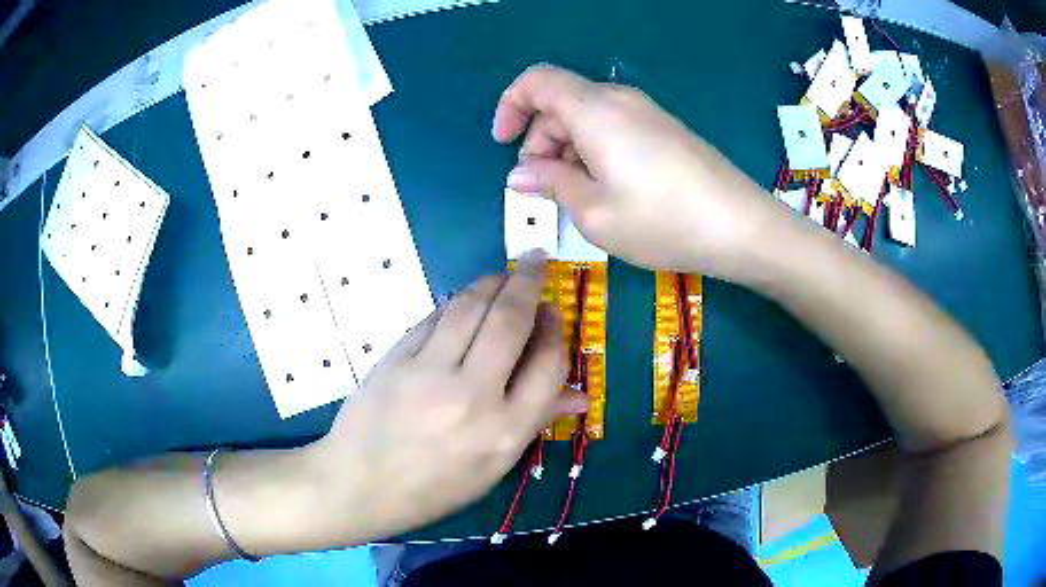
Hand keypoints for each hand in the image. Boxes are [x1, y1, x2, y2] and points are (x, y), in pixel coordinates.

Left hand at [312, 251, 586, 538]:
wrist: (359, 485)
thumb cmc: (433, 488)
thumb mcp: (493, 468)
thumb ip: (535, 423)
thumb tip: (579, 395)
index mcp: (505, 432)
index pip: (548, 365)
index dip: (556, 330)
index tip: (553, 312)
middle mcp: (472, 397)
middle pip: (510, 322)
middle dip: (528, 283)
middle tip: (536, 263)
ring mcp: (428, 373)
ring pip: (469, 308)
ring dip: (491, 282)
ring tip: (503, 274)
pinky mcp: (395, 359)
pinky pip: (432, 319)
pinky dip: (453, 304)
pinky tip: (462, 302)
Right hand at [493, 64, 781, 278]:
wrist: (741, 226)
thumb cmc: (661, 221)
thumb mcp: (593, 211)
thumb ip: (550, 183)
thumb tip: (520, 174)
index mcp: (594, 110)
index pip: (536, 81)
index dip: (510, 105)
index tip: (504, 144)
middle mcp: (619, 100)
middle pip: (561, 101)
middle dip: (539, 139)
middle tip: (543, 187)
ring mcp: (647, 113)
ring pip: (587, 116)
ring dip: (567, 148)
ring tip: (576, 196)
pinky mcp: (665, 129)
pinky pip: (614, 127)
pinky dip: (595, 150)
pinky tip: (608, 188)